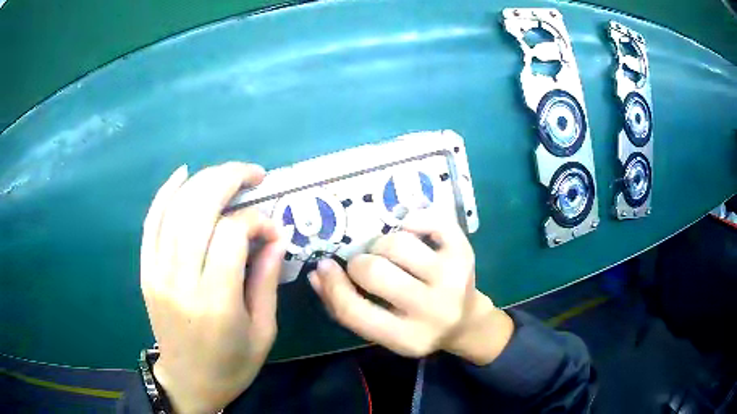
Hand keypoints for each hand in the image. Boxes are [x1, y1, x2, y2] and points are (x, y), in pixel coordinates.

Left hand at [140, 162, 285, 413]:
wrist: (188, 382)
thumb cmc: (231, 364)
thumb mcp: (263, 331)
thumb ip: (267, 280)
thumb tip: (277, 235)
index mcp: (215, 302)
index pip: (231, 234)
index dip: (256, 221)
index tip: (273, 231)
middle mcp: (180, 280)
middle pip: (199, 208)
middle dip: (229, 180)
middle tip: (254, 175)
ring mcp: (157, 272)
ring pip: (176, 208)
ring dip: (204, 180)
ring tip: (229, 174)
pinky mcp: (146, 270)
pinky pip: (151, 222)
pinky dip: (166, 193)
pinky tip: (183, 173)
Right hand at [309, 214, 513, 364]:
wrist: (465, 321)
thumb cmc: (416, 327)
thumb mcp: (383, 332)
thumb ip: (346, 308)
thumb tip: (317, 274)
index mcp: (407, 338)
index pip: (354, 311)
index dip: (332, 285)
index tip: (324, 266)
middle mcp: (432, 309)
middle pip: (374, 271)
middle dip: (358, 263)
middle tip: (364, 265)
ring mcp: (452, 277)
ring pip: (397, 243)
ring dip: (381, 244)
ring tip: (386, 253)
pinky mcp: (463, 252)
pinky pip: (431, 221)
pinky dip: (413, 220)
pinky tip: (408, 231)